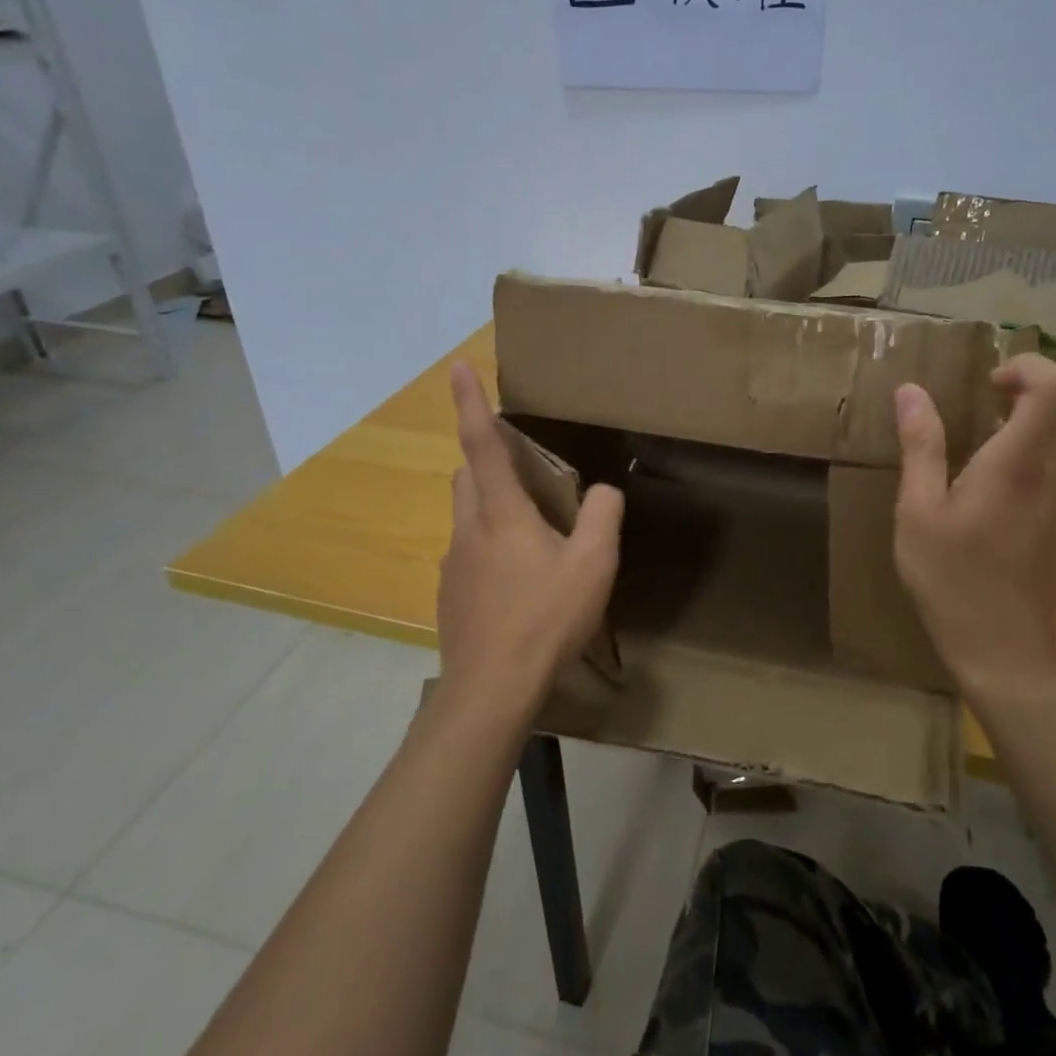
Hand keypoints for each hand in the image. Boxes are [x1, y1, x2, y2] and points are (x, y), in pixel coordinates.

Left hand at [437, 363, 622, 723]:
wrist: (491, 689)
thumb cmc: (545, 619)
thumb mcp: (594, 566)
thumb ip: (604, 517)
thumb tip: (604, 491)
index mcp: (501, 514)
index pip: (482, 444)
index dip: (471, 403)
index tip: (457, 366)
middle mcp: (468, 530)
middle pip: (466, 476)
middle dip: (487, 462)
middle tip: (527, 476)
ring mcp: (453, 565)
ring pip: (466, 516)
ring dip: (490, 508)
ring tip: (532, 538)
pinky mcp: (450, 595)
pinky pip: (468, 554)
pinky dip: (488, 549)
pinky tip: (518, 585)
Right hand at [892, 354, 1055, 702]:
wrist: (1003, 652)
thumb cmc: (952, 579)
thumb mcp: (919, 511)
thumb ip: (921, 447)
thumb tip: (911, 392)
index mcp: (1020, 464)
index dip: (1029, 367)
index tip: (987, 381)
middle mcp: (1051, 474)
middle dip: (1029, 386)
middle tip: (982, 396)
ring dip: (1025, 420)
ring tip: (973, 438)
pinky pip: (1050, 468)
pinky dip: (1024, 452)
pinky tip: (981, 485)